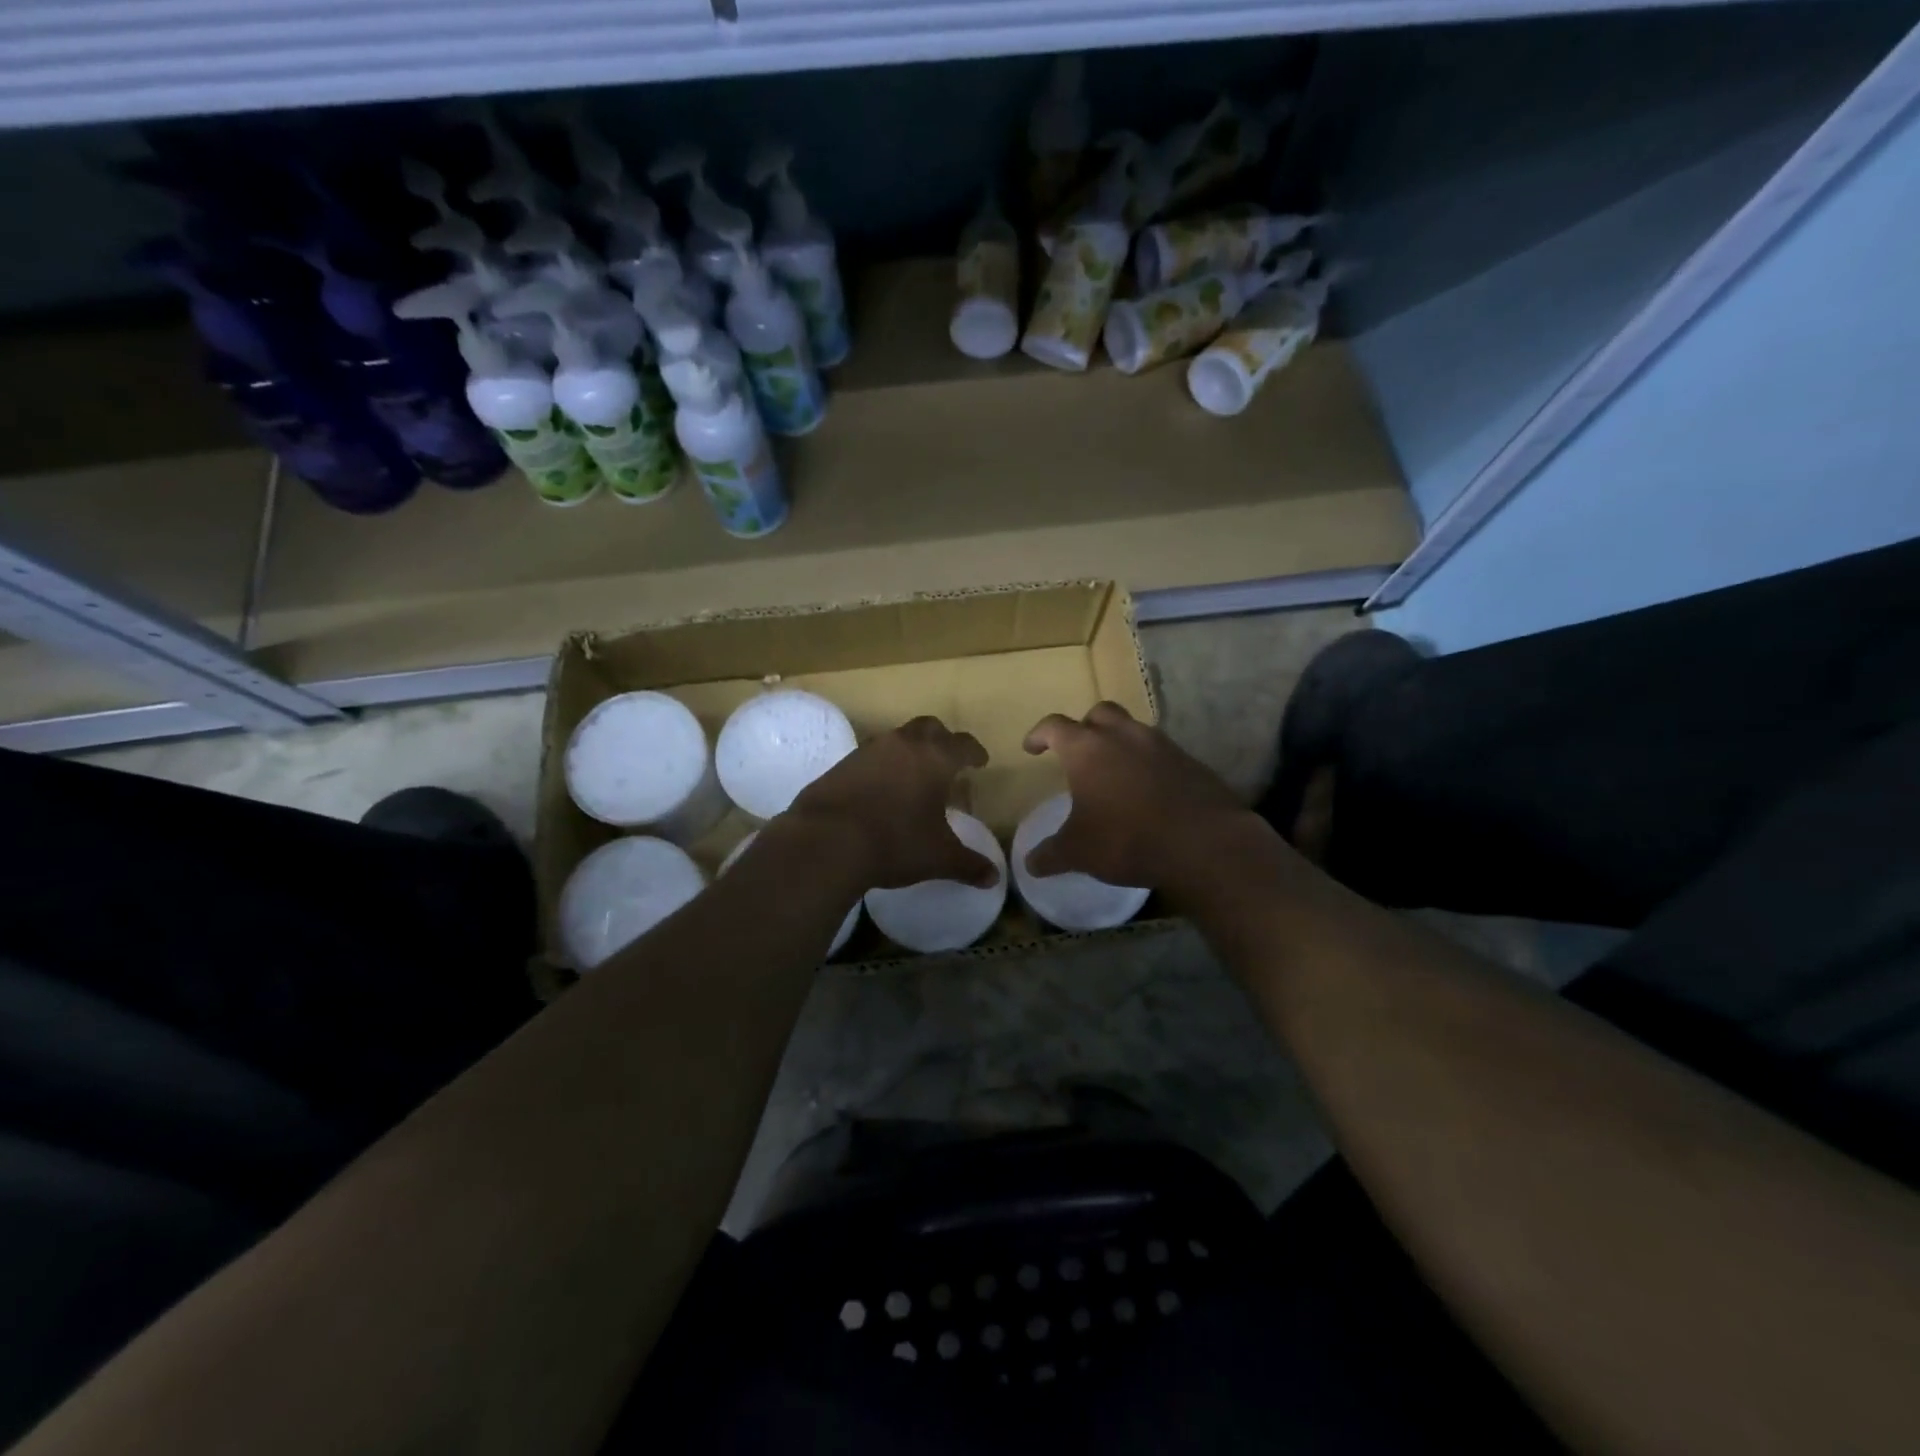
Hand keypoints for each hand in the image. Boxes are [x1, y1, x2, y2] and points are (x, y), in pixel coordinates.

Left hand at [787, 716, 996, 889]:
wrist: (827, 841)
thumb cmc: (895, 843)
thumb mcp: (938, 858)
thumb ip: (968, 864)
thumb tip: (993, 878)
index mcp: (934, 759)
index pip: (963, 745)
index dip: (974, 752)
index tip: (980, 762)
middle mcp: (903, 745)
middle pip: (929, 728)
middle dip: (942, 740)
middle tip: (948, 760)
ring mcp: (868, 750)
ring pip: (897, 739)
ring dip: (909, 751)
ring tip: (913, 777)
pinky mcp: (841, 764)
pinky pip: (870, 757)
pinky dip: (882, 766)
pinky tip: (880, 790)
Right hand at [1022, 701, 1257, 891]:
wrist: (1204, 843)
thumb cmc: (1127, 839)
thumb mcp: (1079, 852)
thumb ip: (1051, 855)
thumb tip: (1030, 864)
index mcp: (1087, 749)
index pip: (1055, 726)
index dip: (1039, 734)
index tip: (1032, 747)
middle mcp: (1123, 736)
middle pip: (1099, 713)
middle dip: (1084, 726)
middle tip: (1078, 751)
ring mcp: (1161, 745)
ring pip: (1133, 730)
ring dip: (1120, 743)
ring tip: (1114, 773)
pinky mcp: (1190, 762)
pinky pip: (1161, 753)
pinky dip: (1148, 763)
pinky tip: (1147, 791)